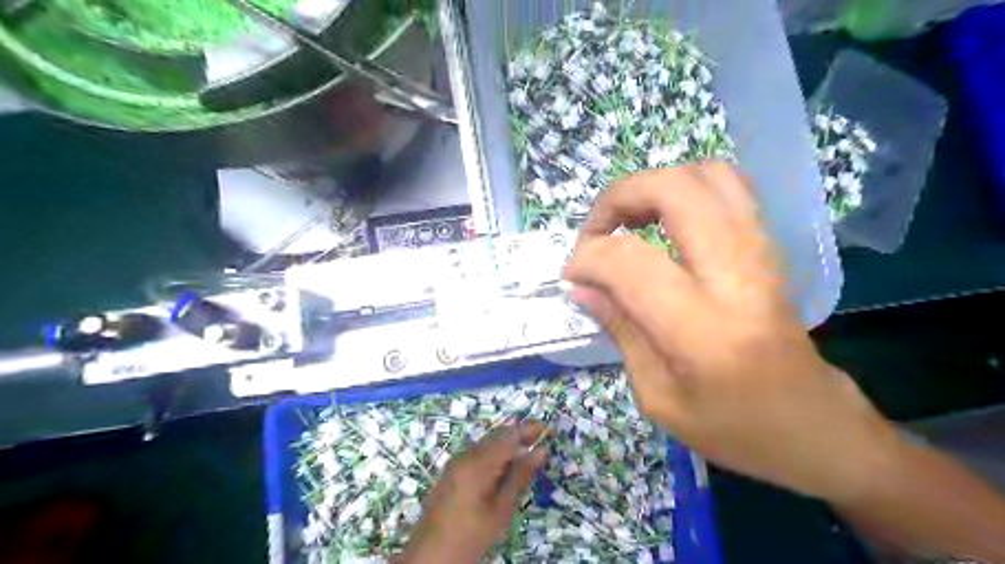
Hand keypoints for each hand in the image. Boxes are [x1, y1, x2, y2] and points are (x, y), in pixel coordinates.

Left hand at [396, 422, 546, 562]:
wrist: (429, 555)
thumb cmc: (471, 535)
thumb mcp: (501, 509)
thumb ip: (520, 477)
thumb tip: (540, 451)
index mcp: (478, 463)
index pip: (508, 436)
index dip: (527, 430)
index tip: (546, 429)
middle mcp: (465, 456)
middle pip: (496, 436)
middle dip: (518, 434)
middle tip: (539, 438)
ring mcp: (455, 462)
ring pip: (486, 443)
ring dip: (506, 443)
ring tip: (526, 452)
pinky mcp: (450, 471)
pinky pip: (476, 453)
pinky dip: (493, 453)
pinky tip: (503, 466)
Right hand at [565, 163, 902, 507]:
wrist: (817, 426)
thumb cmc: (734, 428)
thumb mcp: (659, 397)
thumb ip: (620, 330)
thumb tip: (582, 288)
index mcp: (702, 330)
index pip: (629, 262)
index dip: (587, 259)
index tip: (573, 278)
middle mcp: (736, 276)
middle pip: (673, 191)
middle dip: (618, 198)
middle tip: (595, 234)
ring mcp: (761, 253)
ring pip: (706, 175)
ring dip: (652, 186)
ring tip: (627, 221)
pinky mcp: (770, 248)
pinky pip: (728, 189)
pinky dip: (685, 189)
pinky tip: (664, 221)